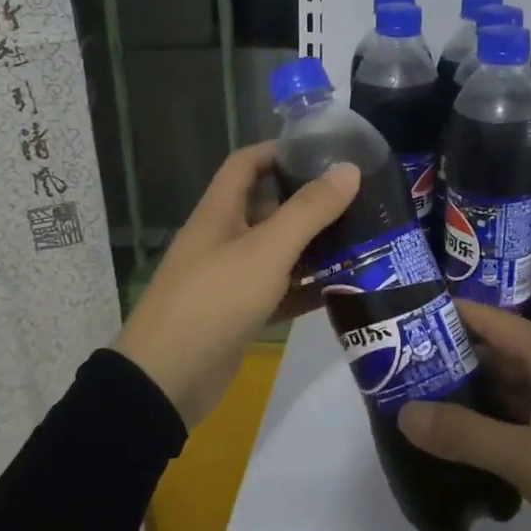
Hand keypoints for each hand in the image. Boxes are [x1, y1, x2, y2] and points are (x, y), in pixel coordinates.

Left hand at [115, 142, 359, 428]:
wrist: (168, 380)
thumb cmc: (214, 300)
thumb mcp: (266, 250)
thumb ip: (309, 210)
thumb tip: (348, 169)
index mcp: (220, 212)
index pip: (247, 163)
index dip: (280, 150)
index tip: (325, 151)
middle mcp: (224, 238)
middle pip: (268, 206)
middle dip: (309, 201)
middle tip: (358, 199)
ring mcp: (232, 277)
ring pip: (279, 251)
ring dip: (314, 245)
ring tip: (362, 238)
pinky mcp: (241, 313)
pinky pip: (280, 290)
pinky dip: (308, 286)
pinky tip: (345, 287)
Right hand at [398, 301, 530, 530]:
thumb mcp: (522, 456)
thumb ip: (463, 434)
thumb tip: (405, 413)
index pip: (492, 320)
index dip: (453, 313)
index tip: (411, 315)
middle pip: (499, 349)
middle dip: (455, 353)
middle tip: (406, 361)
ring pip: (512, 380)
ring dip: (475, 386)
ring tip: (427, 393)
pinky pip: (526, 406)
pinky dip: (496, 412)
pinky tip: (469, 429)